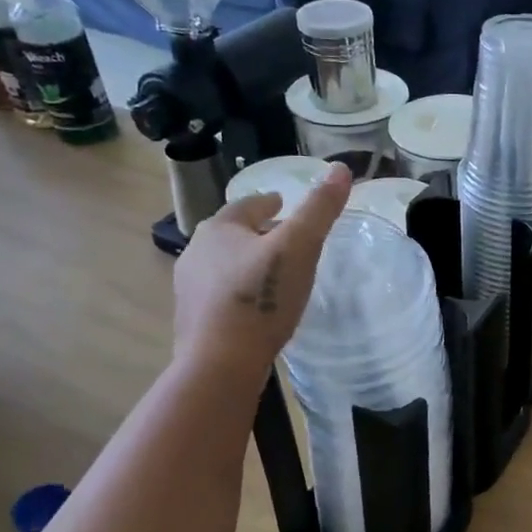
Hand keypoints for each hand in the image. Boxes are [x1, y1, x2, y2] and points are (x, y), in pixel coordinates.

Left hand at [173, 166, 351, 375]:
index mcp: (219, 229)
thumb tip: (341, 168)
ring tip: (274, 275)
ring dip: (247, 264)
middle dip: (257, 233)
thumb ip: (320, 208)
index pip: (246, 205)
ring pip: (224, 266)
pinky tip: (258, 309)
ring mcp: (190, 290)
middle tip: (284, 239)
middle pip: (232, 235)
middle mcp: (196, 253)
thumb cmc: (261, 298)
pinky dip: (240, 295)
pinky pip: (221, 297)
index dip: (268, 202)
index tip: (282, 203)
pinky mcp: (194, 322)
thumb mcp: (300, 247)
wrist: (220, 362)